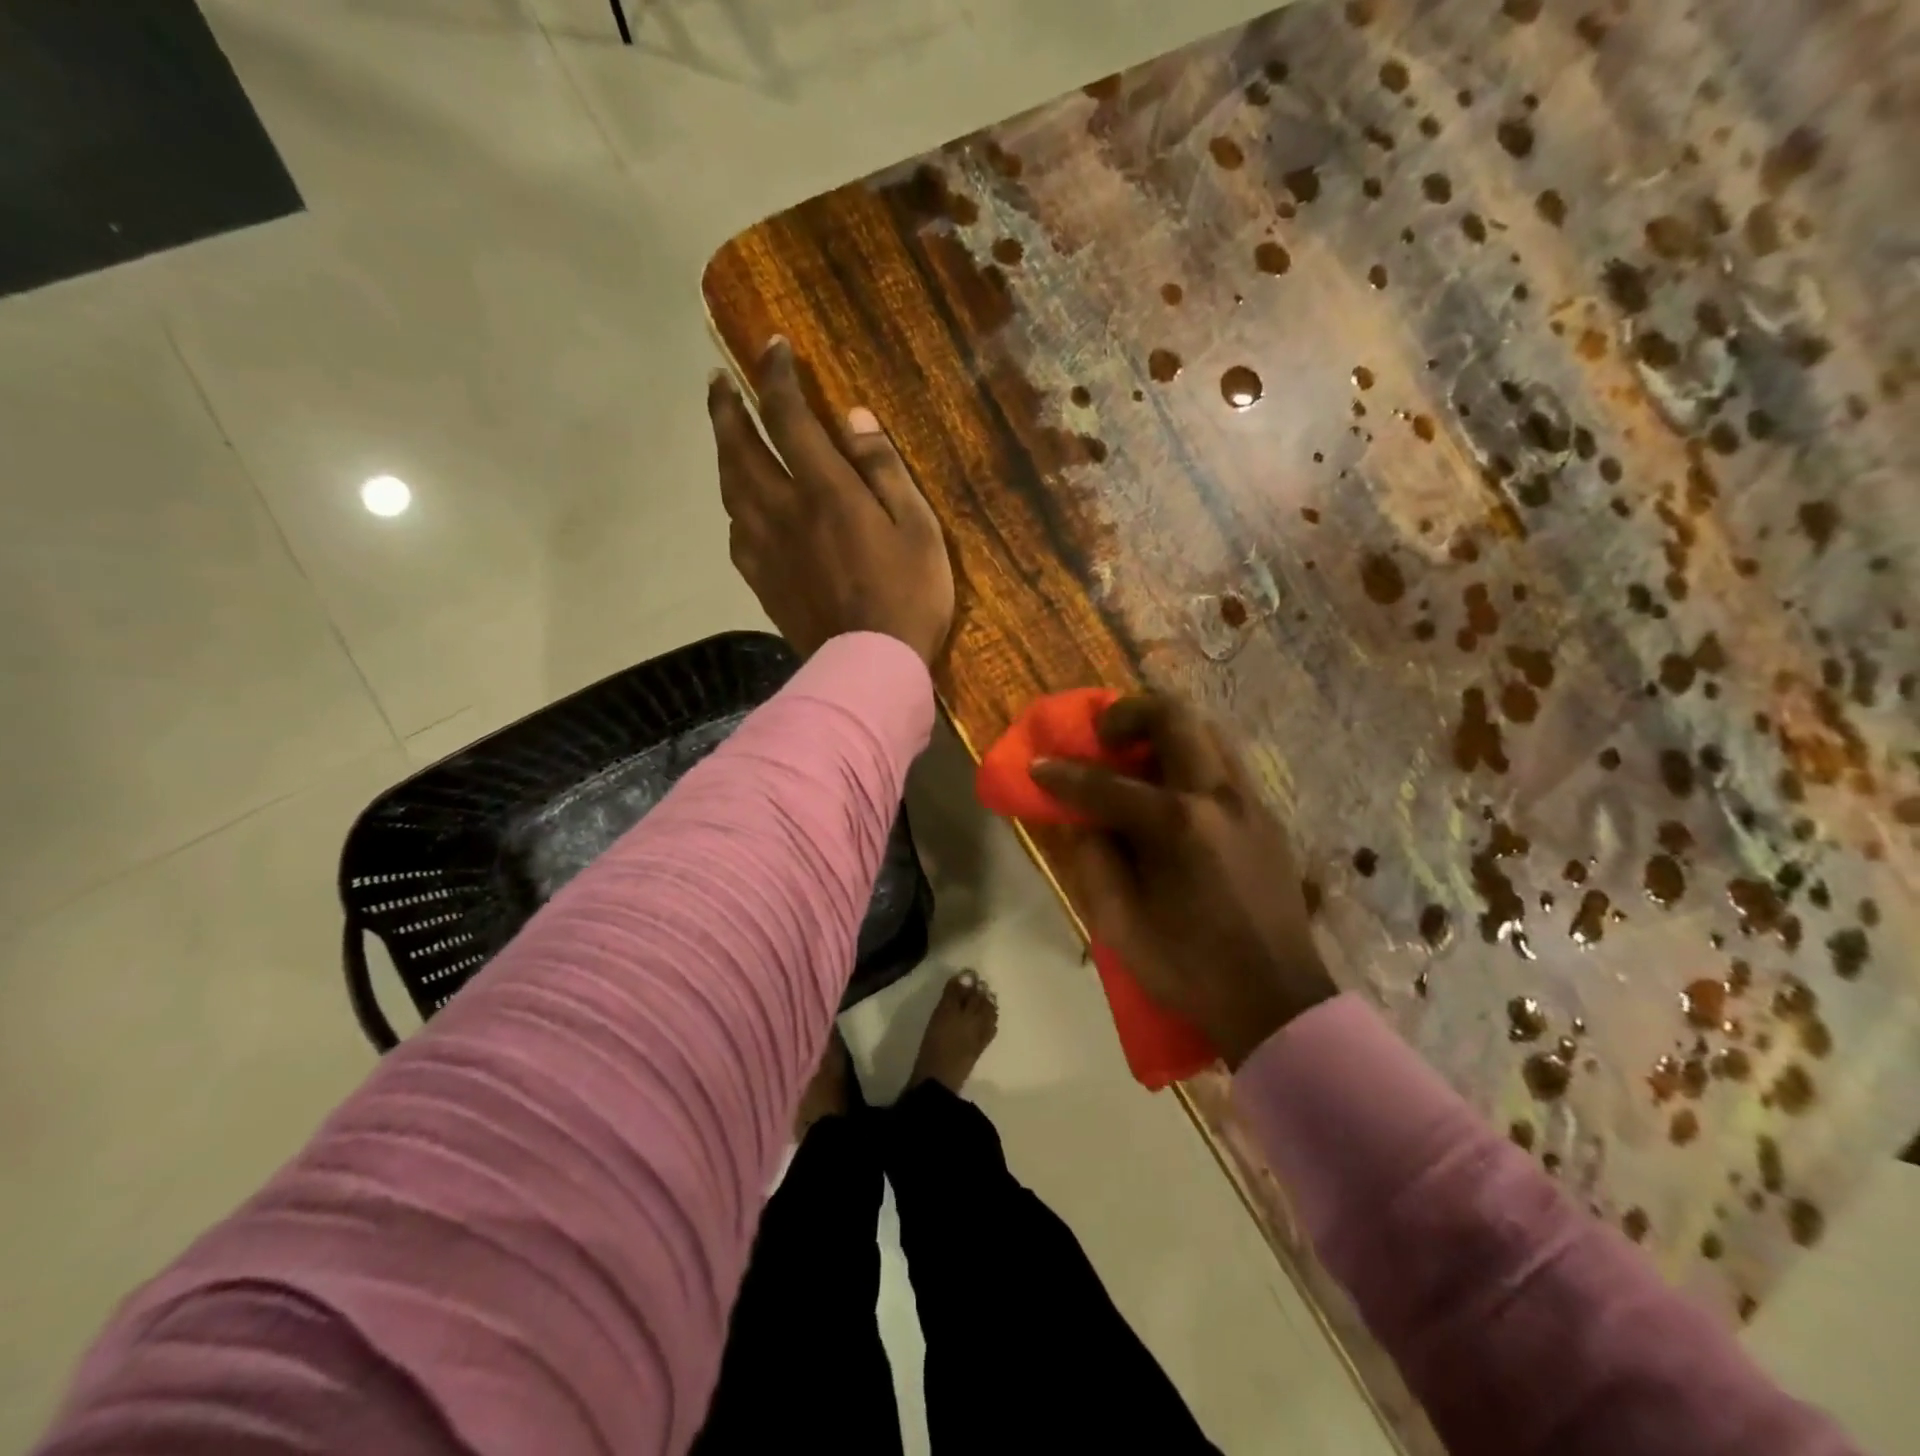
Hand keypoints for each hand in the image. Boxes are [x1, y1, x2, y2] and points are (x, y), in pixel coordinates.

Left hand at [708, 338, 954, 667]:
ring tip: (725, 435)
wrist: (871, 666)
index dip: (776, 375)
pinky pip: (735, 535)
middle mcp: (784, 511)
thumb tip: (854, 418)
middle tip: (718, 383)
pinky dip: (733, 509)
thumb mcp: (918, 527)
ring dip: (723, 454)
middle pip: (741, 448)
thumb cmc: (909, 596)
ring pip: (730, 490)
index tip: (773, 347)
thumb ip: (885, 470)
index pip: (788, 417)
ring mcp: (766, 549)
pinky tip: (739, 508)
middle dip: (727, 408)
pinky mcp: (762, 582)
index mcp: (825, 491)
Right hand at [1032, 696, 1334, 1066]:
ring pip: (1207, 730)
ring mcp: (1250, 802)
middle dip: (1127, 714)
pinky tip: (1175, 794)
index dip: (1064, 775)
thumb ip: (1093, 860)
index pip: (1107, 785)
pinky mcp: (1268, 816)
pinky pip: (1226, 763)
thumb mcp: (1120, 924)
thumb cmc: (1190, 969)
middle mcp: (1218, 797)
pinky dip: (1192, 758)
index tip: (1038, 766)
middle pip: (1173, 718)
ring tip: (1138, 760)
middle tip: (1104, 739)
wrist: (1277, 1001)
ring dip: (1165, 732)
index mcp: (1177, 826)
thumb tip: (1082, 818)